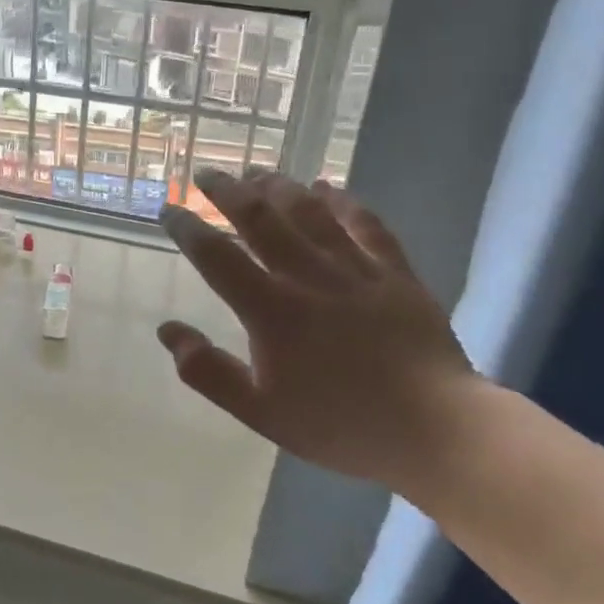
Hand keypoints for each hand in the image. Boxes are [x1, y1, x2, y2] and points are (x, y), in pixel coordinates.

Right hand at [156, 170, 475, 486]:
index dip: (188, 229)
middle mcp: (308, 277)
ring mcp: (355, 270)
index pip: (217, 256)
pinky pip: (366, 225)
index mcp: (270, 310)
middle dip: (228, 192)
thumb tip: (168, 330)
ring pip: (309, 213)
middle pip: (261, 219)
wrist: (435, 431)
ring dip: (279, 187)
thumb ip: (209, 372)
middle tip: (207, 174)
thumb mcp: (260, 412)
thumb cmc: (340, 425)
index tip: (169, 209)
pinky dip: (343, 202)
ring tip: (257, 173)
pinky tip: (327, 188)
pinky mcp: (395, 273)